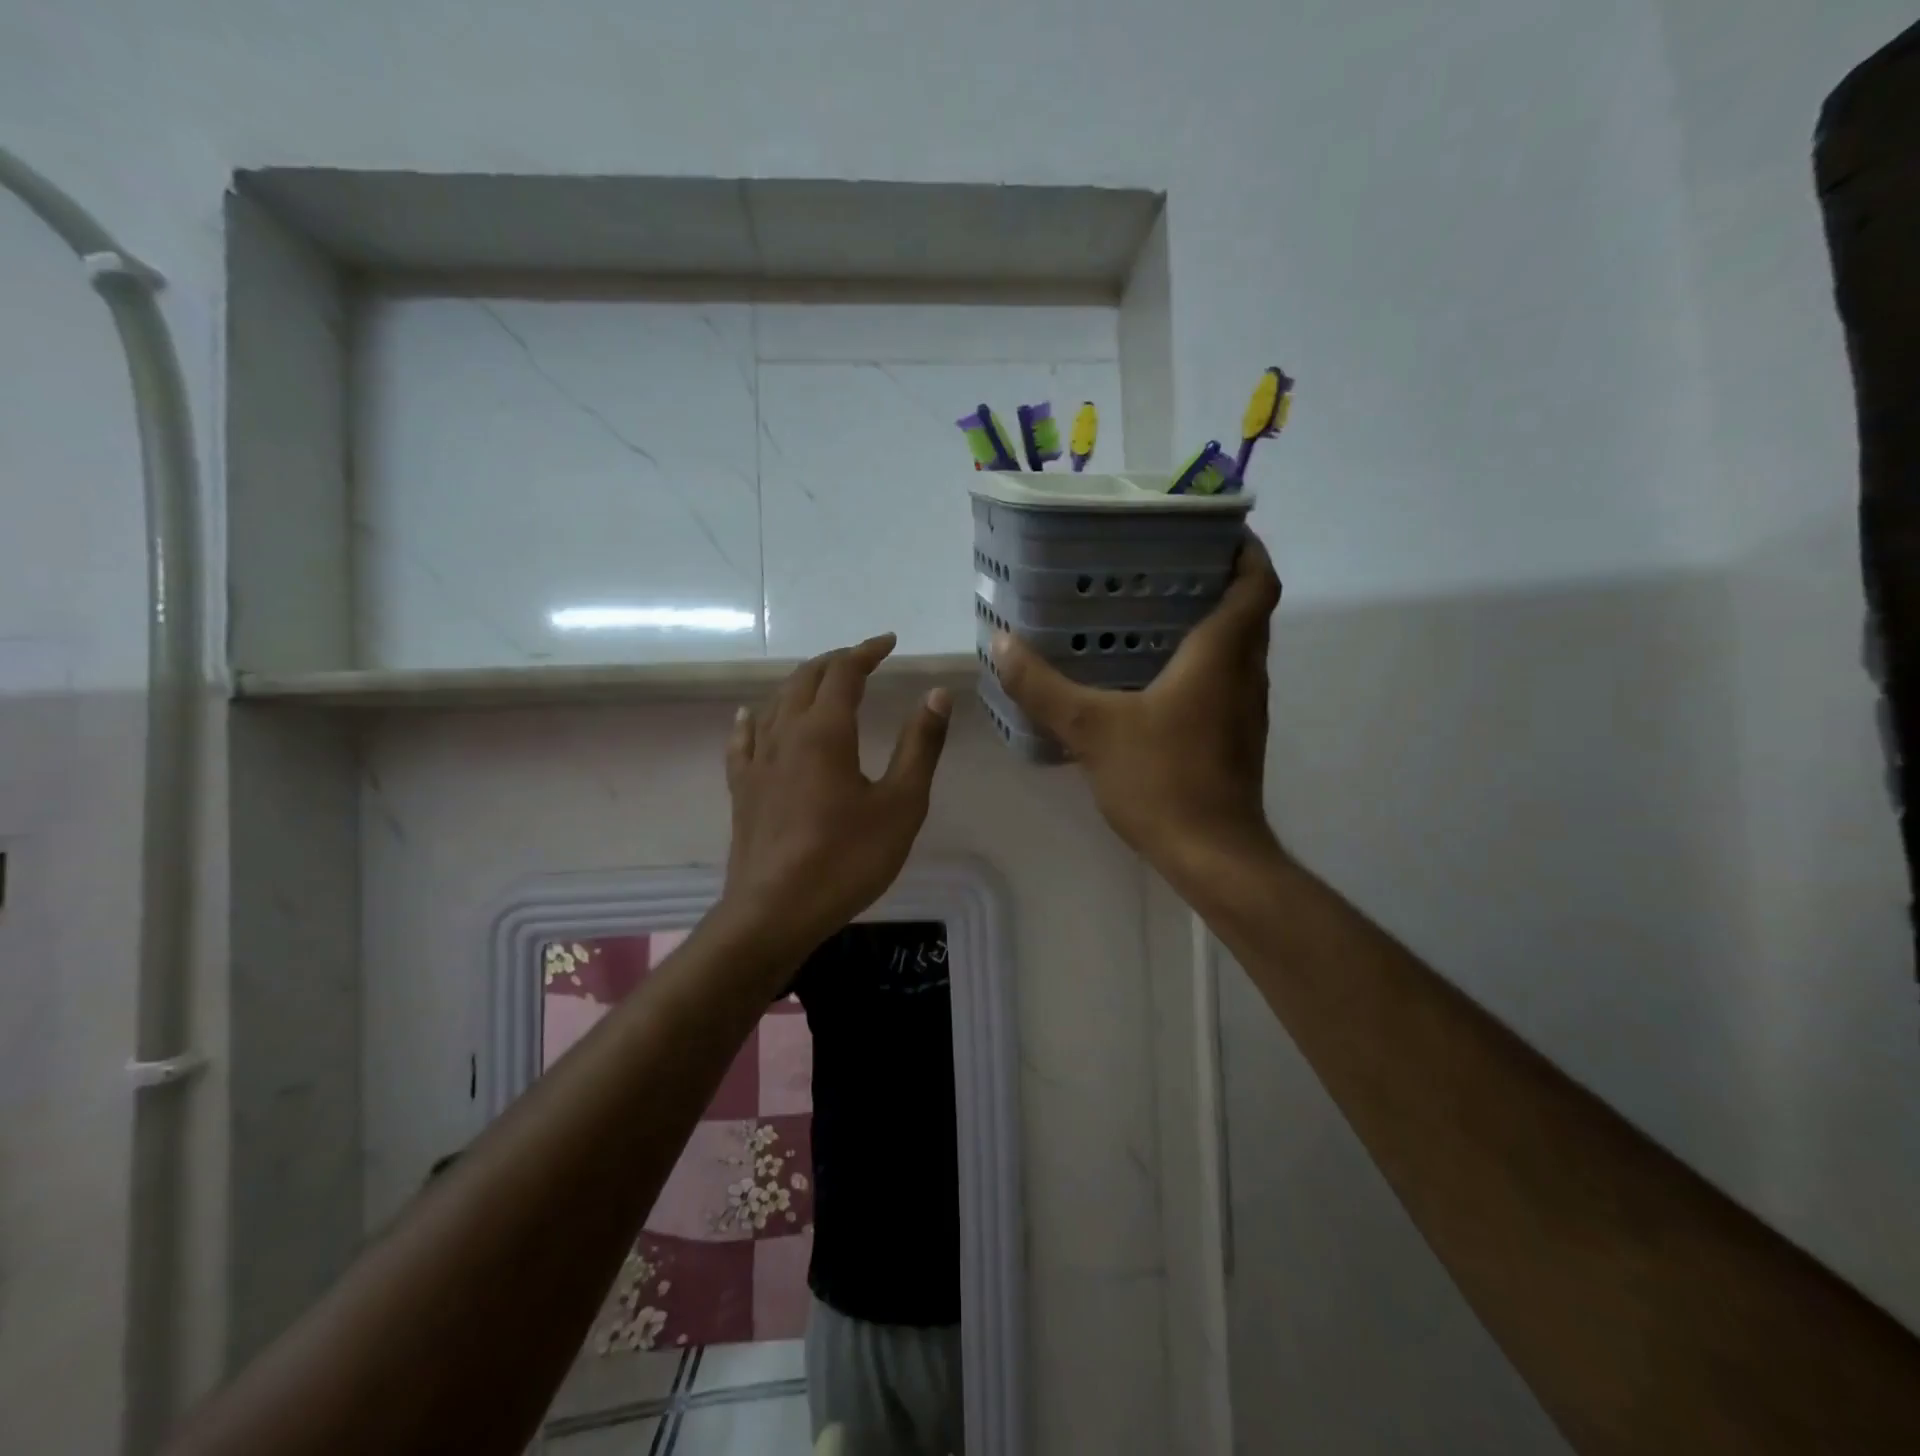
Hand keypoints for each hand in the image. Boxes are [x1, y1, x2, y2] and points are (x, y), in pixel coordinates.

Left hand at [721, 633, 951, 958]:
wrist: (775, 911)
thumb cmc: (847, 859)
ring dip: (801, 683)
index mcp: (825, 731)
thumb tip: (937, 694)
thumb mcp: (901, 804)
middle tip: (862, 658)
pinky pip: (744, 739)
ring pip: (775, 703)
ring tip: (821, 681)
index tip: (888, 642)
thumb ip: (920, 746)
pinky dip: (753, 718)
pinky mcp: (742, 789)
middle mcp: (785, 734)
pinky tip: (751, 715)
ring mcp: (757, 761)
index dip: (866, 651)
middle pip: (805, 679)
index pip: (844, 672)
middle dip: (835, 661)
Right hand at [991, 531, 1281, 885]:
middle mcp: (1245, 674)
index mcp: (1221, 655)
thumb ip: (1043, 686)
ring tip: (1154, 614)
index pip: (1256, 583)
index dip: (1247, 550)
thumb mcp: (1091, 728)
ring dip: (1211, 625)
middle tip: (1166, 567)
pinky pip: (1227, 682)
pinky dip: (1202, 665)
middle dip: (1218, 582)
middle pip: (1249, 612)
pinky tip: (1154, 679)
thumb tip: (1002, 644)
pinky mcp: (1237, 738)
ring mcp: (1246, 710)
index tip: (1217, 531)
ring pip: (1239, 649)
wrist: (1211, 854)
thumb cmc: (1161, 780)